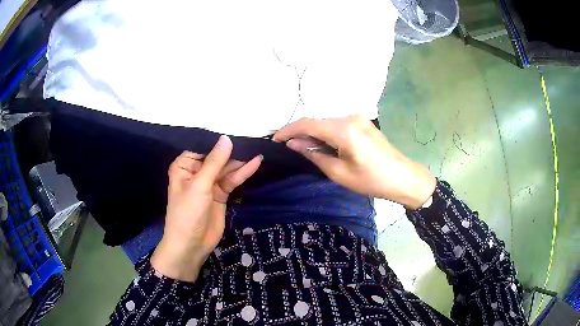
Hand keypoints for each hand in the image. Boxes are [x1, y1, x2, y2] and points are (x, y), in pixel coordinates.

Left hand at [151, 136, 261, 281]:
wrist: (191, 245)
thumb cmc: (187, 213)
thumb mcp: (200, 186)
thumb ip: (215, 162)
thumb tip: (226, 138)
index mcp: (184, 166)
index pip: (202, 147)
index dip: (218, 141)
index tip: (236, 130)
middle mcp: (196, 172)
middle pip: (216, 157)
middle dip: (232, 151)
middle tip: (252, 140)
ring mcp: (209, 184)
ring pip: (226, 169)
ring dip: (240, 162)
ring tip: (257, 150)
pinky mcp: (220, 194)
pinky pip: (232, 180)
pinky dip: (242, 173)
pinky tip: (255, 163)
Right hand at [274, 114, 435, 208]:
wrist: (403, 178)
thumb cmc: (372, 180)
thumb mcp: (339, 173)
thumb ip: (314, 154)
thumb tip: (294, 143)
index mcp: (343, 129)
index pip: (307, 123)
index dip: (288, 130)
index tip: (274, 140)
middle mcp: (349, 117)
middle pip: (317, 121)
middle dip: (300, 133)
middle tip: (287, 148)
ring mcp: (358, 118)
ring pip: (327, 123)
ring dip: (313, 134)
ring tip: (304, 149)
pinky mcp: (363, 122)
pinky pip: (338, 125)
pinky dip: (327, 134)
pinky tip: (324, 146)